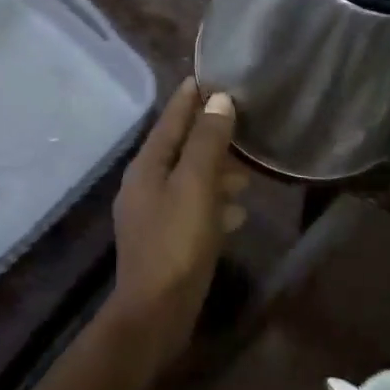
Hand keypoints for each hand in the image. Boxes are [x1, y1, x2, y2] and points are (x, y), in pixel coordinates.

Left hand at [111, 80, 244, 370]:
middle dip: (207, 135)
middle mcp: (144, 185)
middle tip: (237, 122)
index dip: (188, 99)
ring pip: (188, 180)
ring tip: (245, 172)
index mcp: (147, 166)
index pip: (170, 121)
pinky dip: (213, 203)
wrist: (155, 313)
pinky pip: (192, 209)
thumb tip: (219, 99)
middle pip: (179, 149)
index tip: (206, 77)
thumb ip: (207, 142)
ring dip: (214, 172)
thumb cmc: (176, 242)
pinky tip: (237, 211)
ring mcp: (152, 215)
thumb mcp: (196, 186)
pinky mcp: (164, 241)